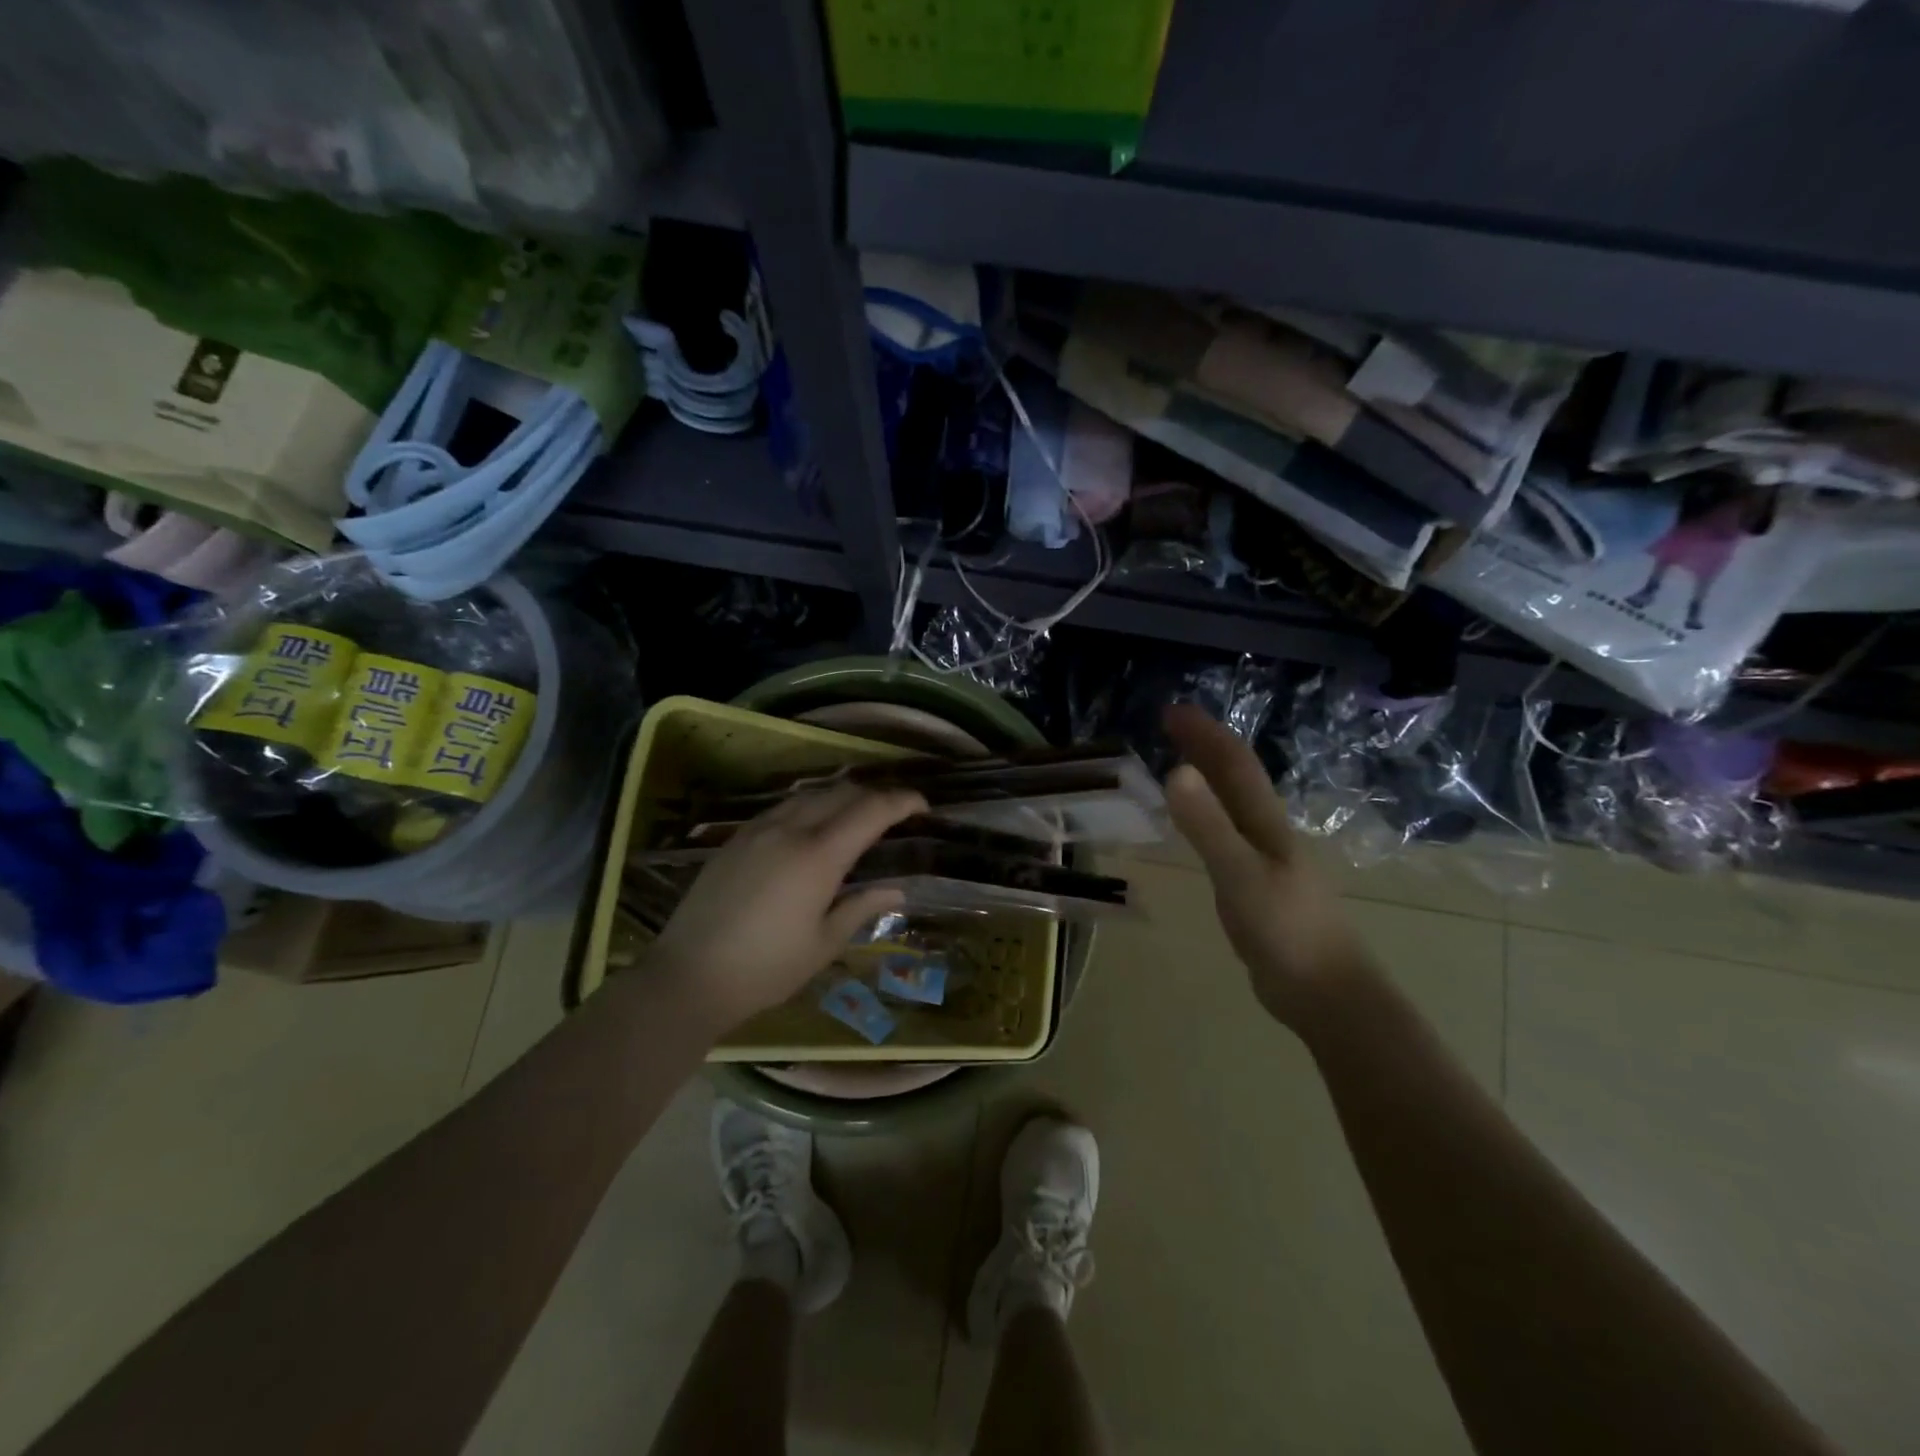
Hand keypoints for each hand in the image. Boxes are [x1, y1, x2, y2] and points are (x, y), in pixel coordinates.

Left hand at [649, 782, 926, 1032]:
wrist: (688, 976)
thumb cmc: (766, 968)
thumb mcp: (823, 944)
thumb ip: (861, 908)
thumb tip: (897, 891)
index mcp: (818, 856)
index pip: (871, 811)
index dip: (902, 801)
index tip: (923, 806)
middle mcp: (790, 830)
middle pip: (842, 793)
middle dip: (875, 795)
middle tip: (895, 812)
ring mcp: (758, 830)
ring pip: (810, 795)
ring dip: (841, 797)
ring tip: (857, 815)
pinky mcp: (736, 839)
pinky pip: (783, 807)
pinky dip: (810, 806)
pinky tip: (812, 827)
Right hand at [1162, 704, 1373, 1028]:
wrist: (1326, 994)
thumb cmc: (1287, 931)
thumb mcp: (1240, 876)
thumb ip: (1208, 827)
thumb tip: (1176, 772)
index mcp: (1266, 824)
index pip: (1234, 765)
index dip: (1205, 734)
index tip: (1172, 710)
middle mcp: (1267, 834)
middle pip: (1236, 779)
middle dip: (1204, 746)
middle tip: (1170, 724)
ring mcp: (1264, 863)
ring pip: (1232, 806)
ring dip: (1208, 778)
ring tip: (1179, 763)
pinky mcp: (1256, 889)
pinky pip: (1226, 837)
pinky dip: (1207, 817)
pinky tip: (1197, 828)